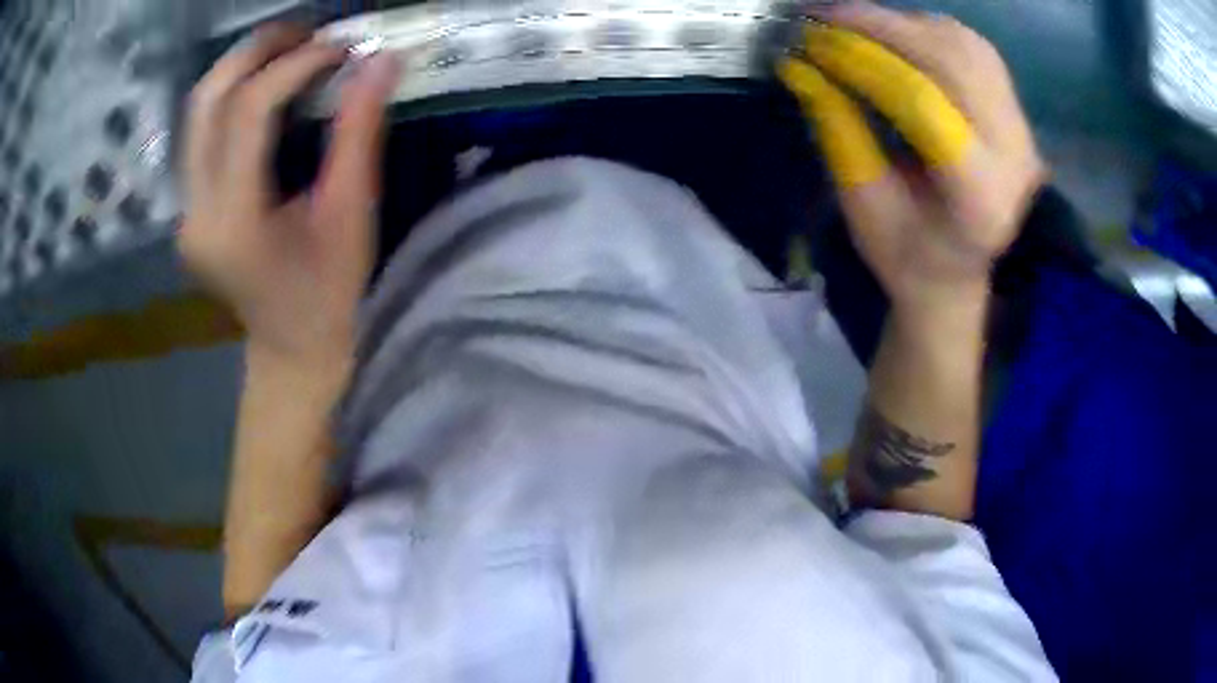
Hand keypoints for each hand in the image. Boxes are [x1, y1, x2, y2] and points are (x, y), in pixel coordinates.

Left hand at [178, 24, 399, 367]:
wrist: (291, 348)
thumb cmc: (328, 295)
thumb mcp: (350, 214)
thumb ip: (359, 132)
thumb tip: (381, 60)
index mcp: (232, 222)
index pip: (247, 111)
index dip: (295, 65)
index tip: (342, 48)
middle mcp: (194, 211)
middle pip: (207, 101)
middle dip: (257, 51)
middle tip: (308, 32)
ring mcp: (184, 208)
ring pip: (197, 110)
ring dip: (242, 66)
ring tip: (291, 48)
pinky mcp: (188, 205)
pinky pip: (201, 130)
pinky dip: (234, 93)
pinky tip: (268, 84)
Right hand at [780, 2, 1045, 314]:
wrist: (962, 269)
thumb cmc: (909, 254)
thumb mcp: (863, 207)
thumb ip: (836, 132)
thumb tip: (799, 64)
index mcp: (979, 199)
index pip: (925, 107)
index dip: (864, 64)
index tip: (811, 43)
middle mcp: (1012, 155)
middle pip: (949, 62)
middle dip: (880, 28)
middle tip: (821, 17)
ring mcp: (1020, 126)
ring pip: (962, 44)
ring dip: (901, 23)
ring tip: (851, 25)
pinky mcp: (1013, 106)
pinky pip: (970, 45)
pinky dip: (926, 28)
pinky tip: (894, 34)